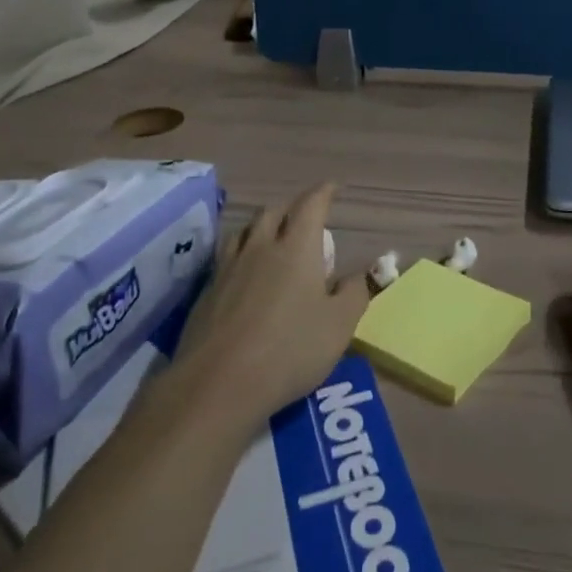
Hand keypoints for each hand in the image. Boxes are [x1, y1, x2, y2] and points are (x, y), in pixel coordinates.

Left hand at [175, 183, 368, 431]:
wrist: (218, 383)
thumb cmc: (290, 350)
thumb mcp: (339, 325)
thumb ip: (355, 292)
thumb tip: (365, 272)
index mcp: (297, 247)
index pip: (310, 205)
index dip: (322, 193)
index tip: (331, 188)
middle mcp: (261, 247)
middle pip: (273, 212)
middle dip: (291, 208)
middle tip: (303, 217)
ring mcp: (228, 267)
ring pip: (244, 231)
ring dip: (260, 227)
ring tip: (270, 238)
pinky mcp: (206, 291)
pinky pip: (226, 257)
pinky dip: (240, 254)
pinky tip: (243, 274)